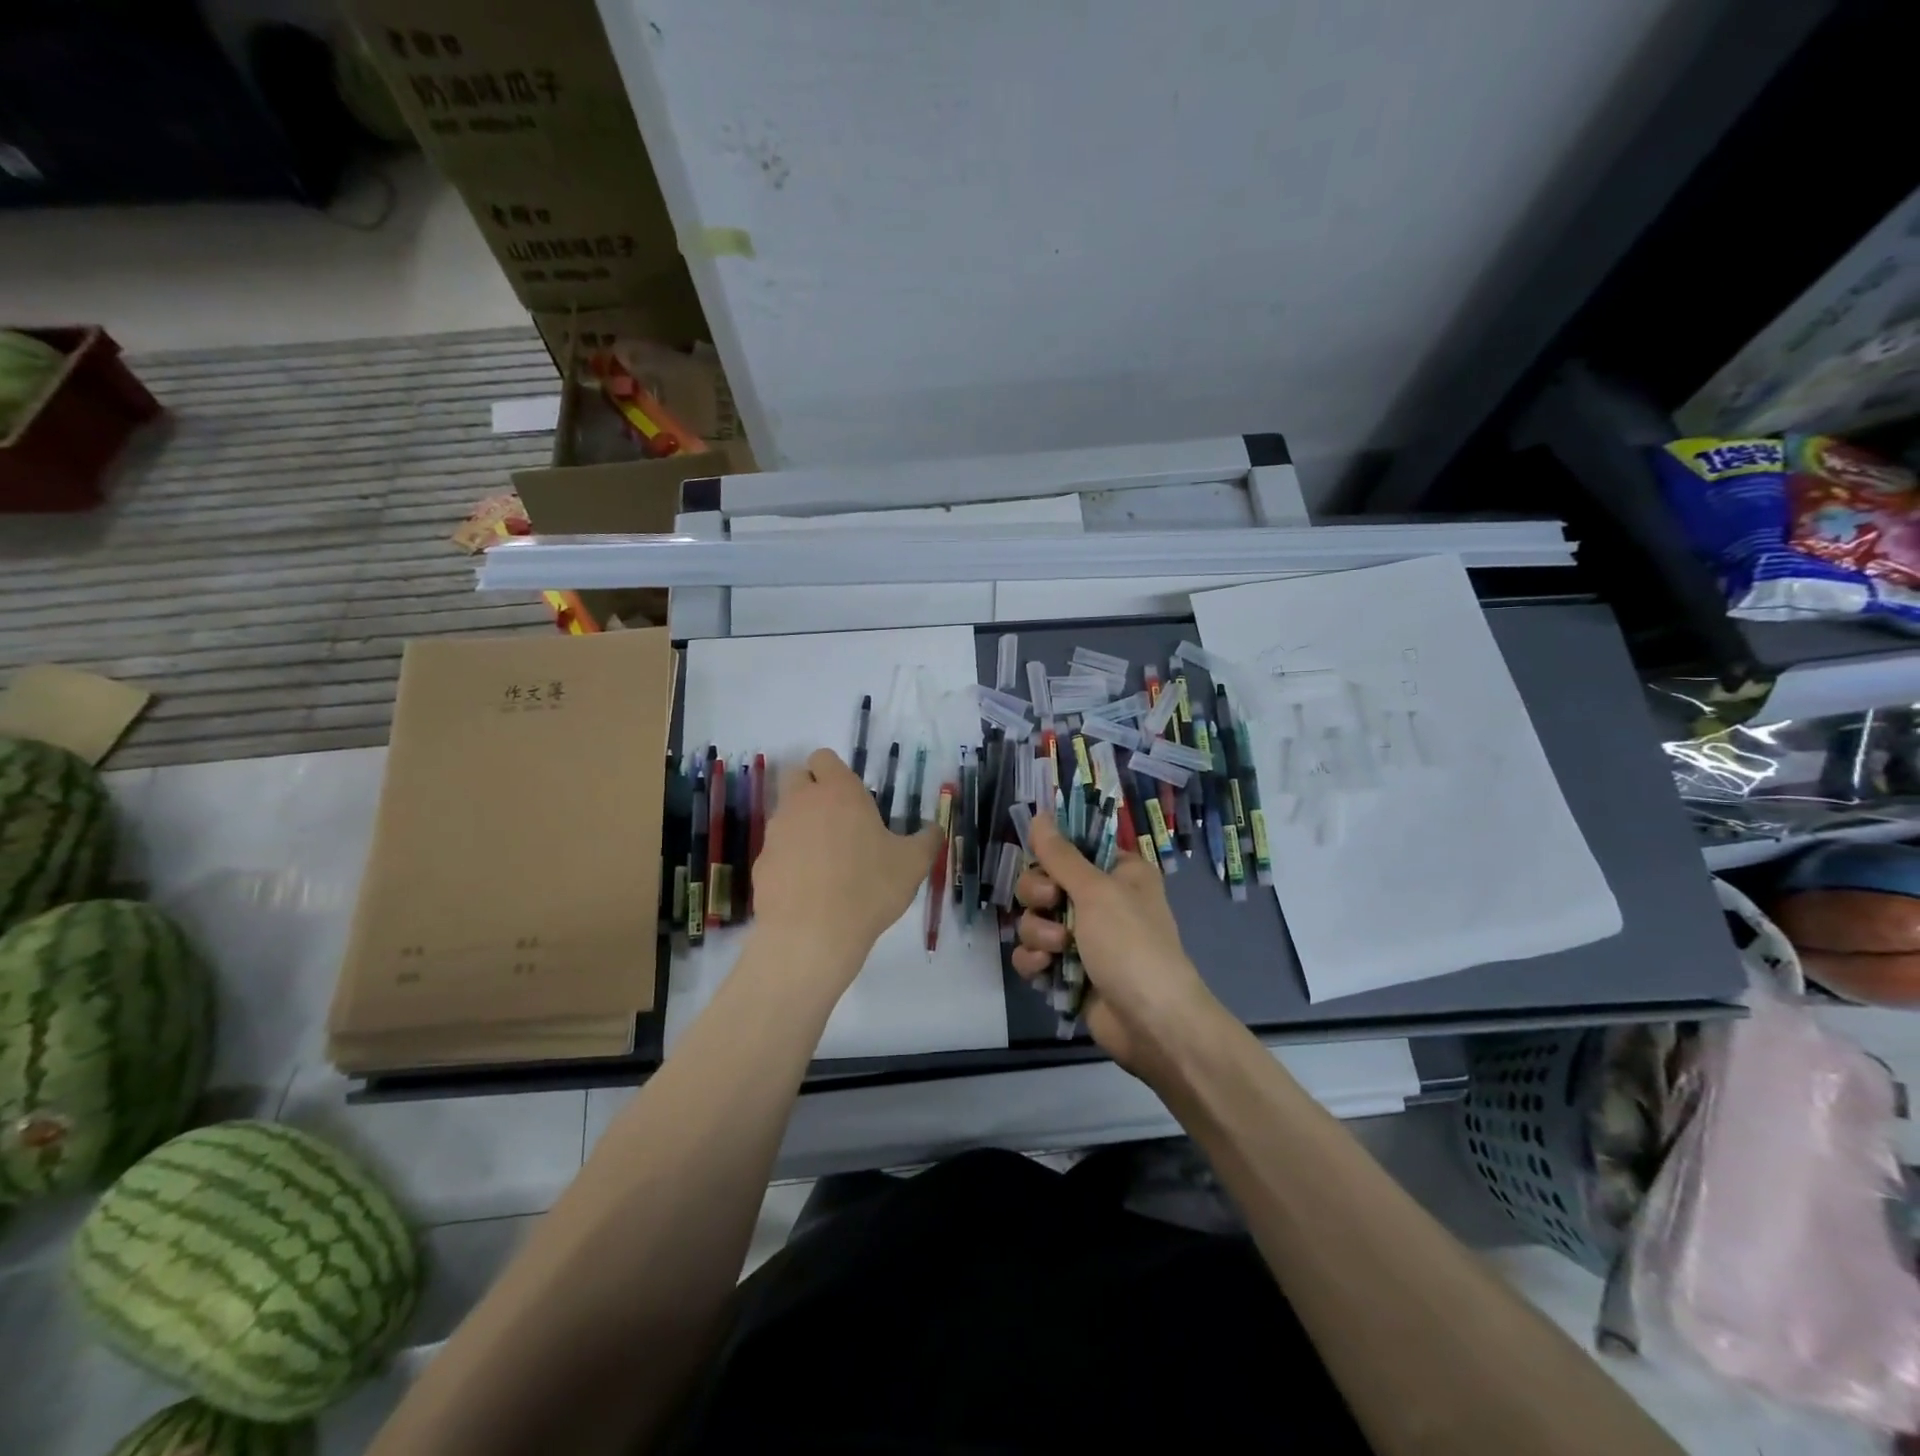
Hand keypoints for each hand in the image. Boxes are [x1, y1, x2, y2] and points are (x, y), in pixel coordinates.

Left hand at [750, 748, 939, 979]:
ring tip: (828, 862)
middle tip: (839, 821)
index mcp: (839, 792)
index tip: (853, 797)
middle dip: (812, 790)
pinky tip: (809, 889)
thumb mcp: (913, 864)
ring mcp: (776, 833)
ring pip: (785, 815)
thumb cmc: (869, 888)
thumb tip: (934, 829)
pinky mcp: (761, 864)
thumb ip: (927, 840)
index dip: (835, 772)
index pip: (824, 757)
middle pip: (797, 777)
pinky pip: (777, 851)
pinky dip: (790, 861)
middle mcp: (802, 803)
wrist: (812, 934)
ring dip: (802, 827)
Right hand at [1012, 815, 1220, 1074]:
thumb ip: (1061, 855)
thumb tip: (1039, 815)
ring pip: (1035, 918)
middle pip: (1044, 881)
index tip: (1039, 859)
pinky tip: (1044, 969)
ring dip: (1039, 932)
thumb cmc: (1131, 944)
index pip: (1072, 847)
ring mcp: (1084, 937)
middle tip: (1051, 904)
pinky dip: (1034, 960)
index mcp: (1119, 872)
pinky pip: (1034, 953)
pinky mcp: (1069, 969)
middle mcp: (1102, 899)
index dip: (1050, 853)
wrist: (1151, 1023)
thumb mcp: (1096, 891)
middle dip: (1039, 896)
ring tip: (1058, 949)